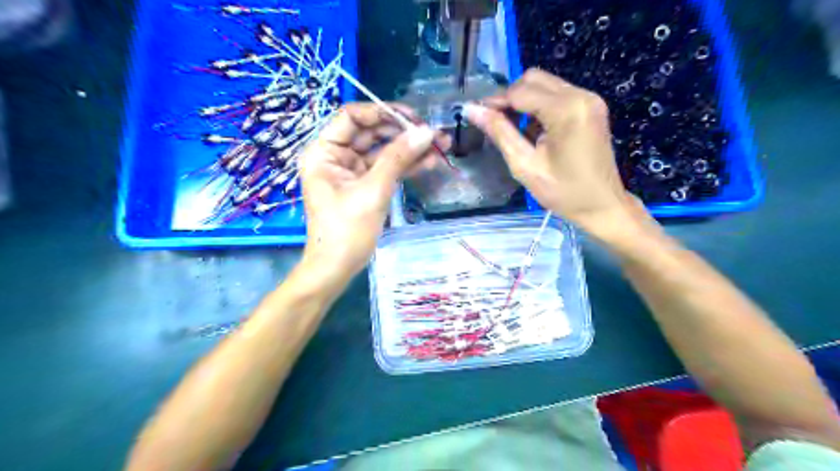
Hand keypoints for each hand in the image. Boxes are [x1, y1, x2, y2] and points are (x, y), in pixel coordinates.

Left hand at [296, 104, 438, 274]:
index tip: (412, 118)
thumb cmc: (346, 231)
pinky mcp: (365, 186)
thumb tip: (426, 132)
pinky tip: (429, 162)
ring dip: (409, 149)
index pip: (352, 117)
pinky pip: (386, 168)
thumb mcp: (372, 191)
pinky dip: (405, 166)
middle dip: (402, 132)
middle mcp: (336, 156)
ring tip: (440, 145)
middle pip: (371, 132)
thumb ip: (398, 158)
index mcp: (324, 151)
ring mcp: (351, 172)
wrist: (337, 268)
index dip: (381, 112)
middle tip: (433, 133)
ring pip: (382, 151)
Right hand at [467, 67, 644, 238]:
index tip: (476, 114)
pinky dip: (539, 106)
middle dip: (510, 97)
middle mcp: (580, 95)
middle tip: (494, 121)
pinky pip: (557, 94)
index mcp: (566, 110)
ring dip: (524, 101)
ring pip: (545, 84)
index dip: (495, 101)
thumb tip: (472, 110)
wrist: (602, 205)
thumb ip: (499, 133)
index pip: (520, 91)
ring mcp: (589, 99)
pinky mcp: (591, 106)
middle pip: (533, 79)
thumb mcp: (525, 165)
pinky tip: (532, 129)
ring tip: (512, 128)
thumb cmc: (563, 192)